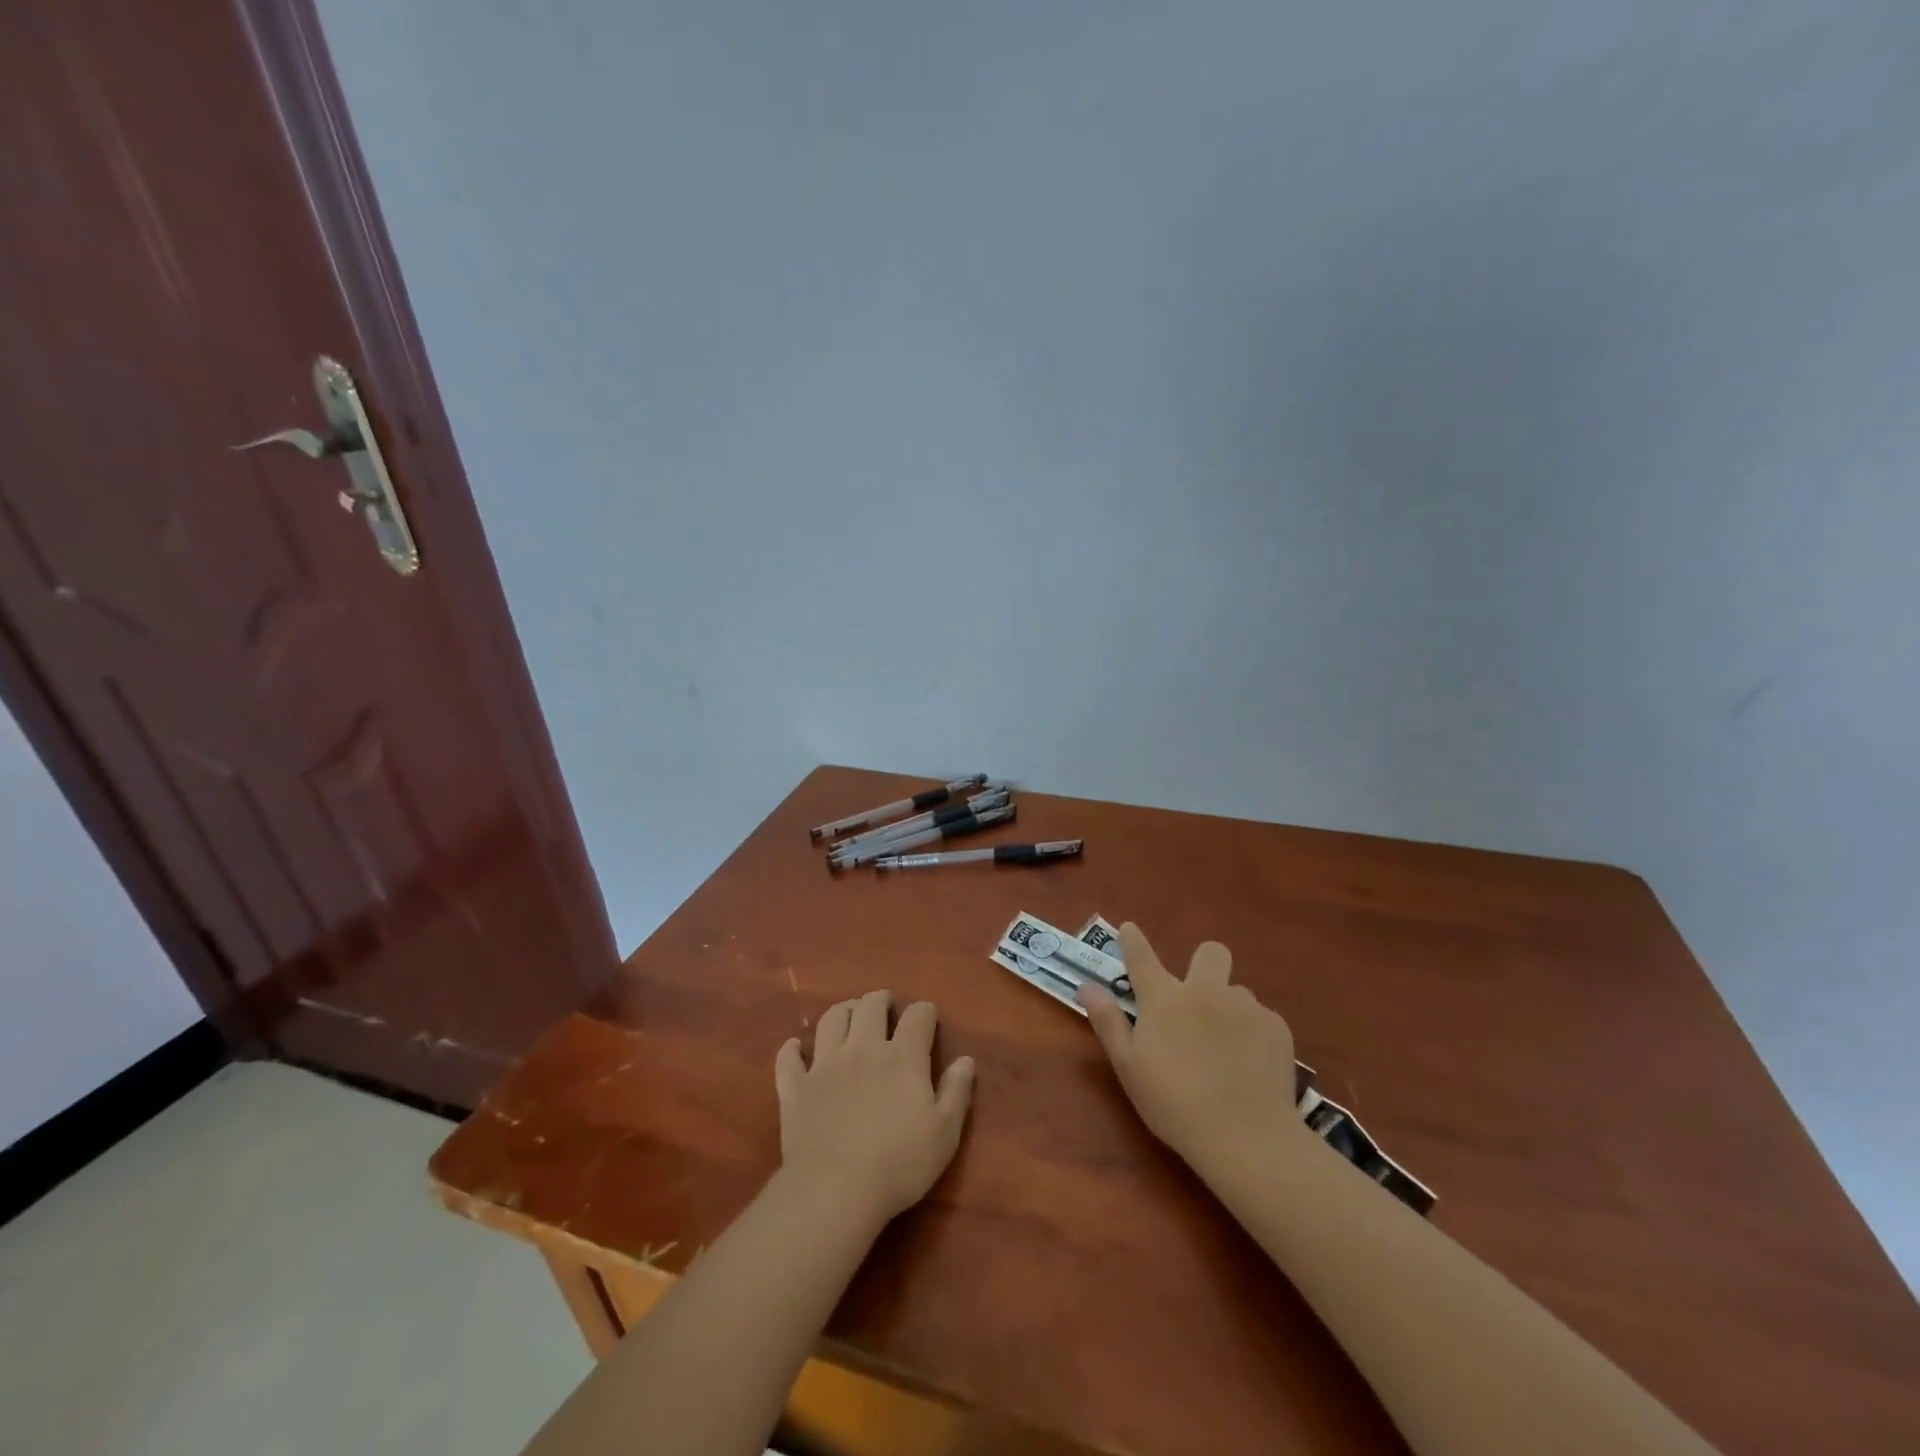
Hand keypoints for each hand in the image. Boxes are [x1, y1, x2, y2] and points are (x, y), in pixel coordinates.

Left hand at [775, 990, 975, 1227]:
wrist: (835, 1190)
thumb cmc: (899, 1164)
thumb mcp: (944, 1133)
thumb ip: (956, 1092)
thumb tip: (966, 1060)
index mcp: (903, 1056)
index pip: (917, 1016)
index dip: (924, 1012)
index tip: (927, 1018)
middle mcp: (863, 1048)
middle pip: (871, 1006)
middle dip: (880, 1000)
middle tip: (885, 1006)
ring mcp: (825, 1065)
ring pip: (831, 1020)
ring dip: (842, 1011)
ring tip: (850, 1015)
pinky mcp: (796, 1087)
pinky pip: (789, 1059)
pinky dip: (792, 1049)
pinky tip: (795, 1048)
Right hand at [1078, 924, 1305, 1177]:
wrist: (1245, 1136)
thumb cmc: (1174, 1103)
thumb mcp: (1128, 1067)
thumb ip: (1108, 1021)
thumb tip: (1086, 986)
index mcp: (1164, 998)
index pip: (1141, 956)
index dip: (1132, 940)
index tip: (1129, 930)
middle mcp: (1205, 990)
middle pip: (1210, 952)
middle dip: (1204, 964)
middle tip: (1199, 1000)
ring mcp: (1244, 1006)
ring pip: (1237, 991)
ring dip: (1228, 1009)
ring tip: (1226, 1050)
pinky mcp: (1276, 1027)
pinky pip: (1261, 1019)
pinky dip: (1253, 1035)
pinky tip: (1250, 1066)